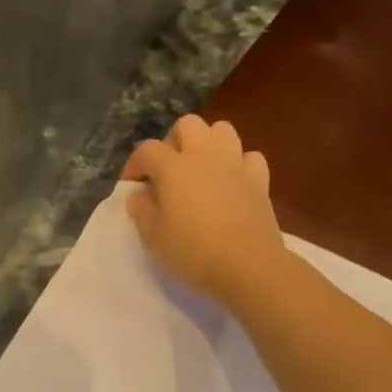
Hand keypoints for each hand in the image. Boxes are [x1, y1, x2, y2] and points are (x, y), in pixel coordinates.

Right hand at [121, 114, 285, 304]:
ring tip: (201, 169)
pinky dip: (239, 164)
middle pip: (188, 125)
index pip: (147, 150)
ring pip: (222, 130)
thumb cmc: (193, 252)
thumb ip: (142, 211)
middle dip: (173, 141)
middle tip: (168, 169)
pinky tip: (232, 182)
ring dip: (208, 143)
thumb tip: (139, 195)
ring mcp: (235, 165)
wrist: (247, 266)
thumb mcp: (154, 237)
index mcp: (174, 167)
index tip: (132, 185)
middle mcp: (204, 156)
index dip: (135, 164)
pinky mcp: (259, 180)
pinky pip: (249, 157)